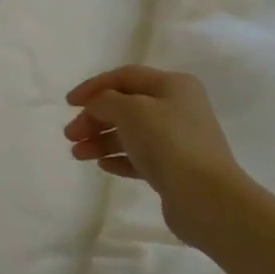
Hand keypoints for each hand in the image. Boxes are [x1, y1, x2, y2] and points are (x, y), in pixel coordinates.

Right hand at [64, 65, 249, 244]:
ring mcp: (178, 139)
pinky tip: (102, 165)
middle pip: (126, 105)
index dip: (94, 86)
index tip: (69, 104)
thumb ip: (105, 101)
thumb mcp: (130, 110)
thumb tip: (96, 105)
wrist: (206, 197)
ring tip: (78, 154)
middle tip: (70, 135)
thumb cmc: (168, 142)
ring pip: (131, 133)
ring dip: (101, 140)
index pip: (125, 76)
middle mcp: (178, 108)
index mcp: (173, 85)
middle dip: (95, 118)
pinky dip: (119, 158)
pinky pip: (140, 157)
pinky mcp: (175, 168)